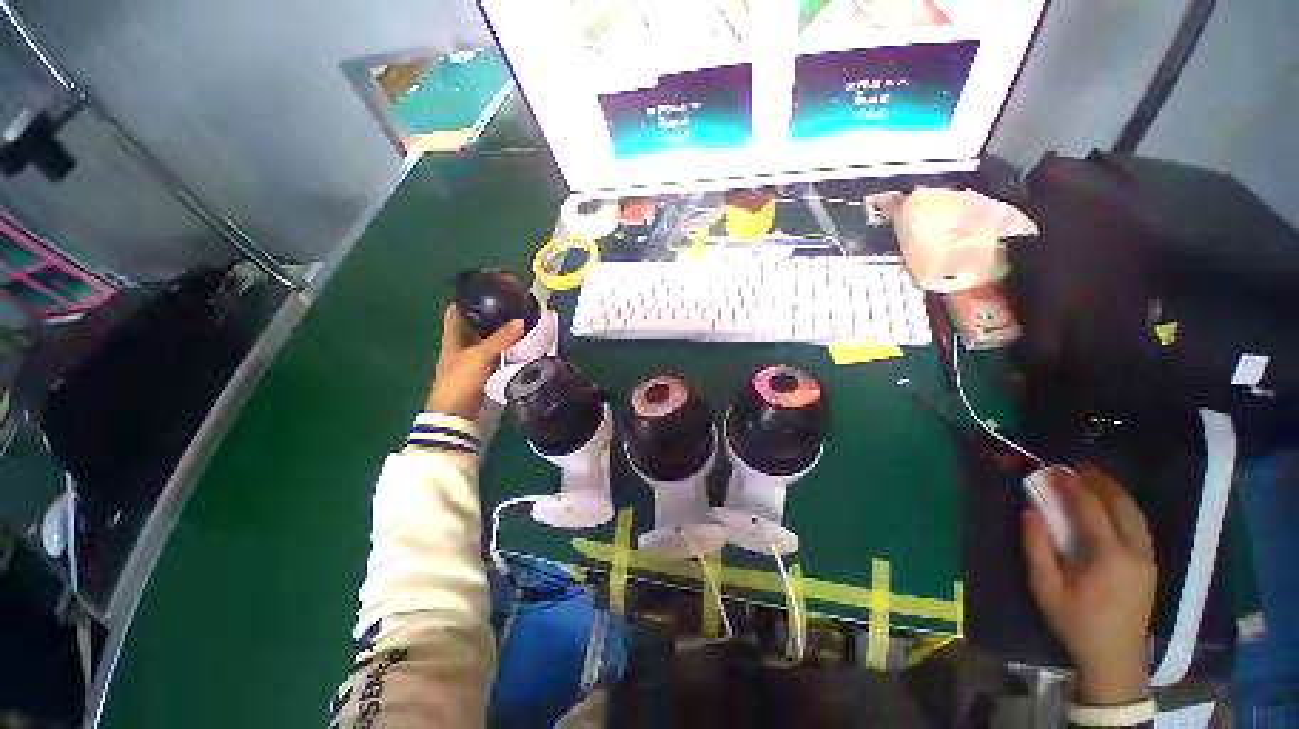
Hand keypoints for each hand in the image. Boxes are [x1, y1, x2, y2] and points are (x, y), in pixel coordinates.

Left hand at [425, 304, 523, 419]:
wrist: (457, 413)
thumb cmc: (460, 379)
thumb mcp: (480, 355)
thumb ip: (500, 339)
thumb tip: (521, 321)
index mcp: (453, 338)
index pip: (456, 312)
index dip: (466, 300)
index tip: (483, 289)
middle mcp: (461, 346)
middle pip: (474, 326)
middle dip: (490, 316)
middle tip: (510, 306)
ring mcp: (472, 360)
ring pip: (487, 342)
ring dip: (500, 335)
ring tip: (519, 322)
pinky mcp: (483, 373)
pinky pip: (496, 357)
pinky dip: (506, 351)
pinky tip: (519, 346)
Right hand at [1022, 464, 1155, 704]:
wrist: (1113, 658)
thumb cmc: (1075, 621)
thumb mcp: (1045, 587)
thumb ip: (1036, 547)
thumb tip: (1031, 511)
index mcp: (1107, 556)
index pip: (1092, 509)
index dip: (1073, 487)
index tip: (1056, 470)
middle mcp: (1134, 551)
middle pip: (1123, 506)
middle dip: (1102, 483)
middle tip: (1080, 467)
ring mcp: (1146, 559)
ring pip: (1137, 515)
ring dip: (1117, 494)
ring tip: (1096, 481)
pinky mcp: (1149, 566)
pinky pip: (1140, 527)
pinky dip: (1126, 510)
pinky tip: (1112, 509)